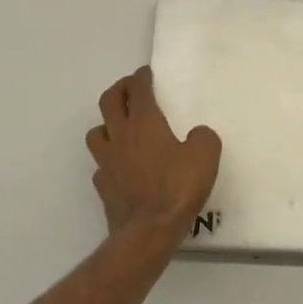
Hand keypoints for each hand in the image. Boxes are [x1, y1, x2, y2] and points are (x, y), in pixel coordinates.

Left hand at [87, 67, 221, 242]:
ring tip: (119, 127)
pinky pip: (101, 165)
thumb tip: (196, 135)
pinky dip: (109, 159)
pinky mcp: (103, 186)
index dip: (141, 77)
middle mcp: (121, 136)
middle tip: (129, 89)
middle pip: (109, 101)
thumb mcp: (205, 156)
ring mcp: (107, 161)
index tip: (145, 73)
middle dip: (119, 89)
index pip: (138, 89)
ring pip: (96, 132)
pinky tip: (120, 166)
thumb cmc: (177, 188)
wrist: (148, 231)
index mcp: (144, 123)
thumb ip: (203, 137)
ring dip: (107, 124)